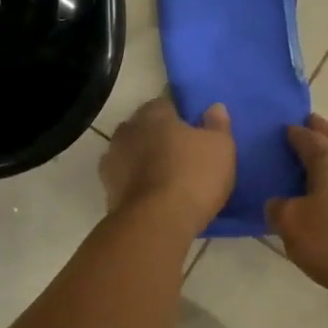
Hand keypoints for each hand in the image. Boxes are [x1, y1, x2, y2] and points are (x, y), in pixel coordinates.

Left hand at [100, 97, 235, 237]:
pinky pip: (125, 180)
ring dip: (143, 160)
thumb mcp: (220, 147)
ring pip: (130, 153)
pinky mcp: (107, 190)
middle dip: (157, 137)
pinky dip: (135, 184)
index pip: (164, 105)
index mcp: (153, 115)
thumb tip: (215, 107)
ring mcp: (112, 161)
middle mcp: (127, 131)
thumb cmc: (192, 176)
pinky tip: (151, 196)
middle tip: (179, 154)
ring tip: (165, 177)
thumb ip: (216, 125)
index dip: (178, 116)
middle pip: (143, 128)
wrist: (155, 223)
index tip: (191, 131)